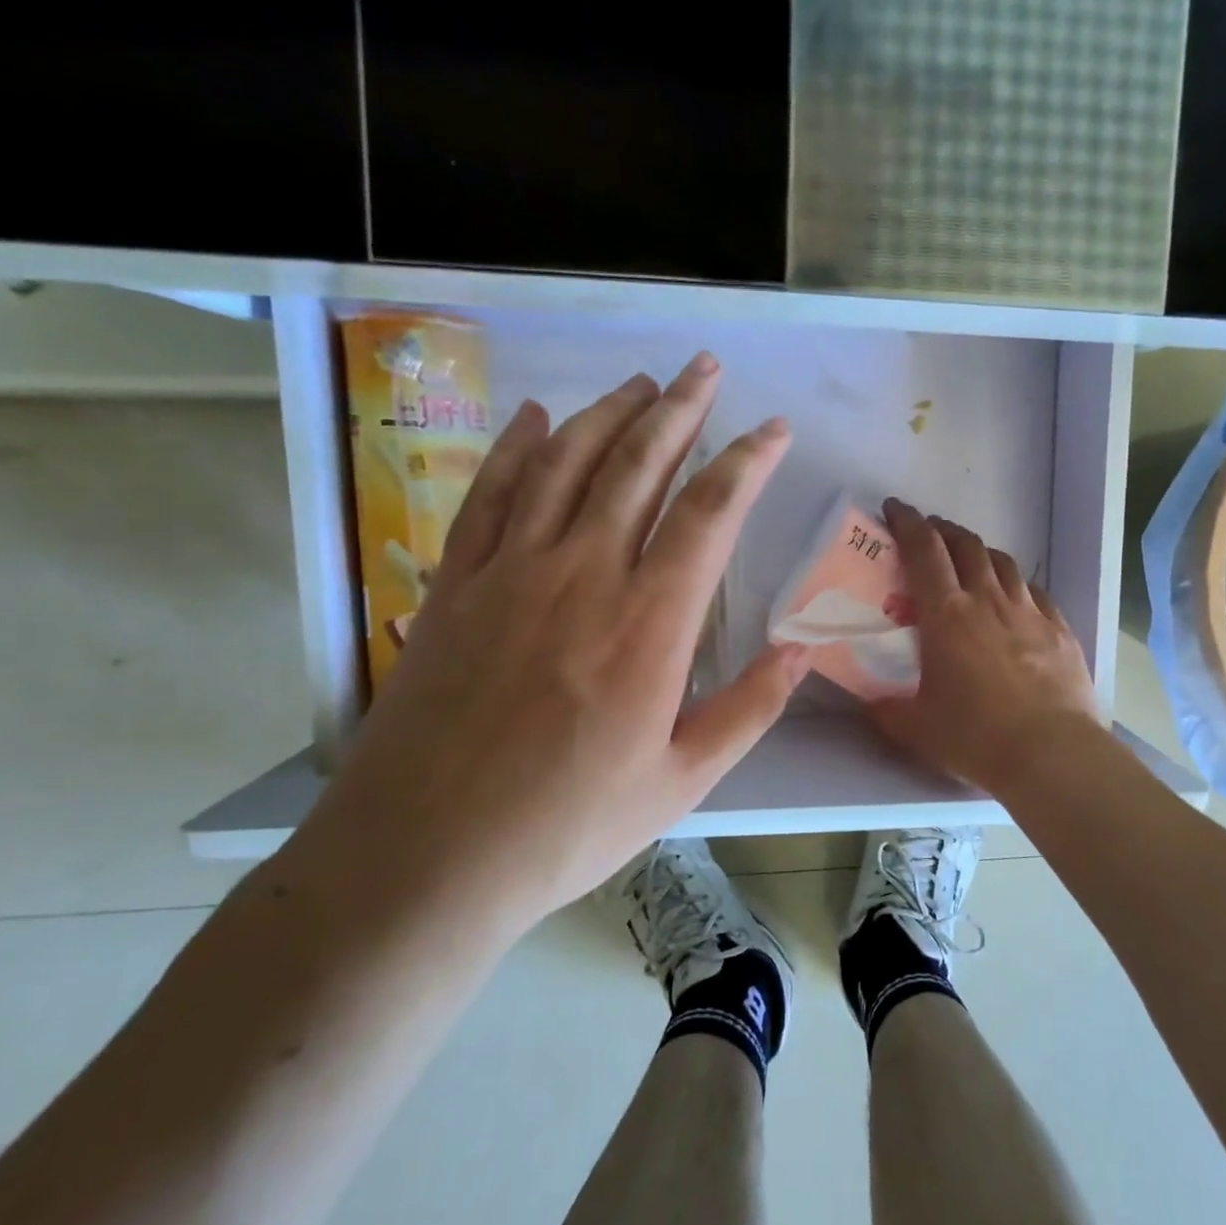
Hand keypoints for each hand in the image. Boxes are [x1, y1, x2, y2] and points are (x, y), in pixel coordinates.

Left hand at [298, 353, 808, 937]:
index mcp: (650, 623)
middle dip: (680, 407)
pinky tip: (538, 419)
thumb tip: (801, 653)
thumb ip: (748, 710)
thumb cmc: (566, 826)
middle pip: (639, 465)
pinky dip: (518, 448)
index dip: (747, 461)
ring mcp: (511, 572)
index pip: (710, 512)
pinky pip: (491, 495)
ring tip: (640, 381)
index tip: (773, 428)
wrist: (423, 857)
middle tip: (705, 367)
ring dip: (609, 414)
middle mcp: (583, 574)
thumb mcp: (681, 782)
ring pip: (567, 464)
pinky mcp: (457, 585)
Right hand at [868, 499, 1101, 795]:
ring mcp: (1029, 612)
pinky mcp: (1060, 630)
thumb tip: (870, 703)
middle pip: (966, 546)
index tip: (895, 509)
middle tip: (929, 533)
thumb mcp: (916, 728)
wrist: (1052, 754)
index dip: (907, 523)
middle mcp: (988, 601)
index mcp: (947, 615)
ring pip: (1003, 563)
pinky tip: (1015, 597)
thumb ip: (886, 710)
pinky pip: (1035, 592)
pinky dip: (1017, 585)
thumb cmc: (975, 736)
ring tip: (970, 559)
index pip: (923, 551)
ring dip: (980, 551)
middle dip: (943, 530)